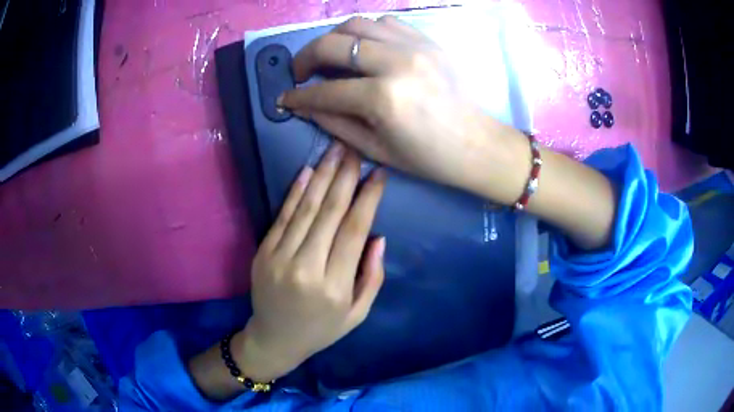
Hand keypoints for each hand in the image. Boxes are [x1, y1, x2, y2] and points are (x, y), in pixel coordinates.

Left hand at [238, 143, 386, 381]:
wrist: (274, 339)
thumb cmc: (321, 330)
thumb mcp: (357, 314)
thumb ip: (372, 277)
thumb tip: (378, 237)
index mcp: (334, 286)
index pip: (354, 231)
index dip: (368, 198)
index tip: (379, 173)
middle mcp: (306, 268)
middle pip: (330, 213)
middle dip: (345, 176)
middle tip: (356, 150)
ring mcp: (279, 258)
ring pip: (305, 209)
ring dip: (322, 175)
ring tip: (335, 150)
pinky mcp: (263, 252)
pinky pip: (282, 216)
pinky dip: (295, 192)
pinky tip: (307, 170)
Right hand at [282, 16, 527, 204]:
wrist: (477, 144)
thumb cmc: (429, 158)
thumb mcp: (376, 149)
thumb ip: (335, 123)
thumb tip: (305, 105)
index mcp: (383, 99)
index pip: (325, 91)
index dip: (298, 96)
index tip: (285, 97)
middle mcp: (396, 63)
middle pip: (334, 44)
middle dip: (305, 57)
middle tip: (300, 71)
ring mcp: (415, 46)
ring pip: (357, 24)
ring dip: (334, 38)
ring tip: (330, 55)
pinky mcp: (427, 41)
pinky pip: (386, 22)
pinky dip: (366, 31)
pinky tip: (364, 48)